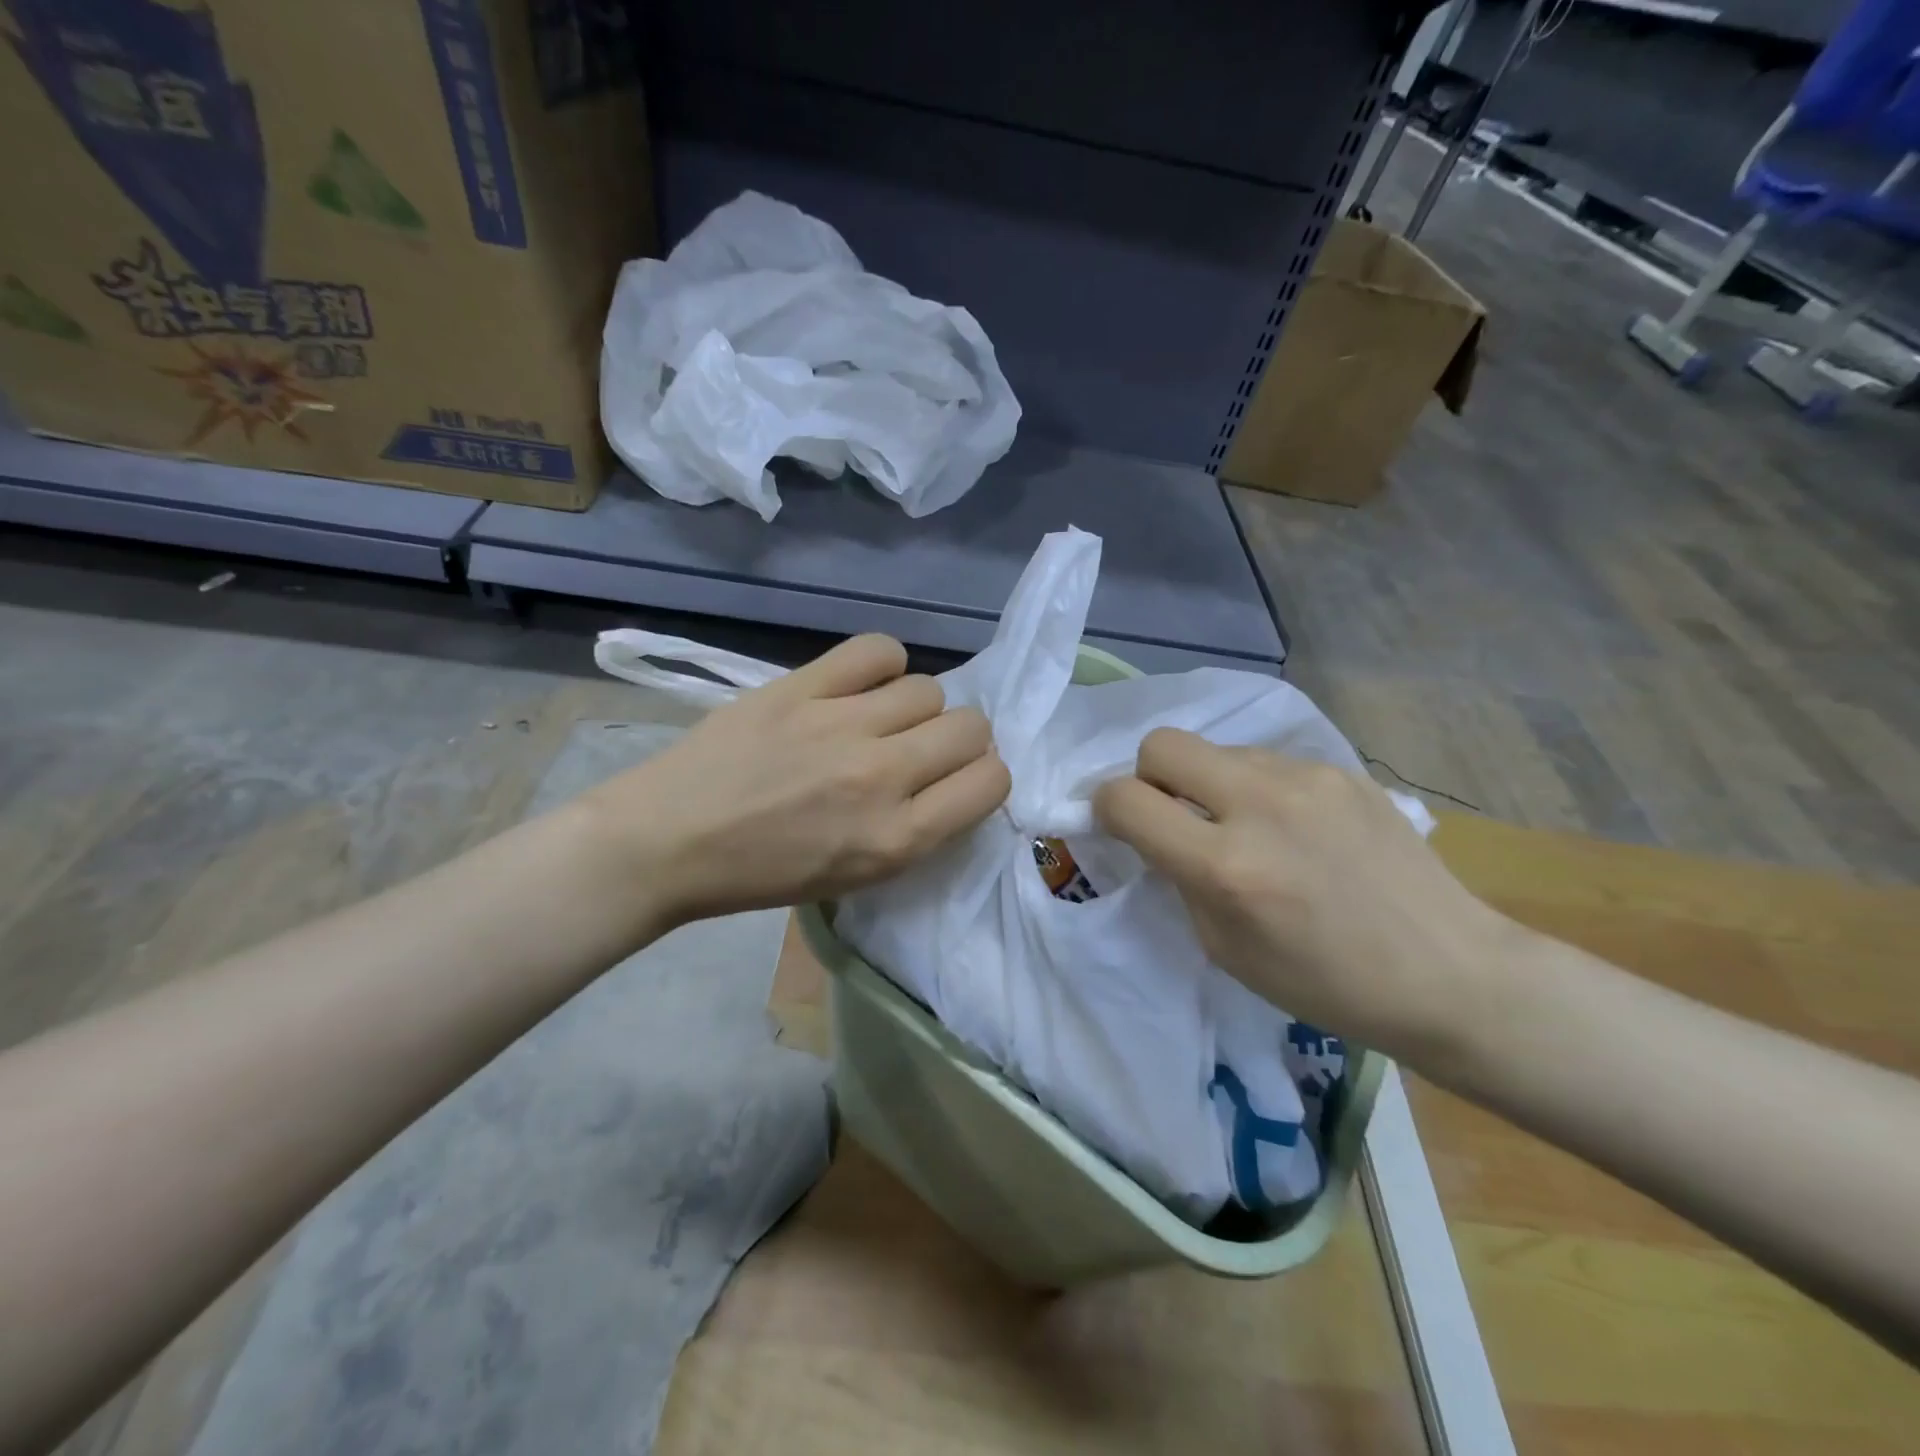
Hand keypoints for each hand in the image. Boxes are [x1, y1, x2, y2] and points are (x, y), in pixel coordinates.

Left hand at [582, 634, 1009, 929]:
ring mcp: (839, 725)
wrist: (668, 843)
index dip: (984, 777)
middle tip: (922, 749)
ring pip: (929, 688)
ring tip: (880, 719)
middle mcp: (881, 777)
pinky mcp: (801, 687)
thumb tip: (953, 777)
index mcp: (896, 839)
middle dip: (960, 740)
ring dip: (916, 707)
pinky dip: (882, 664)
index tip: (958, 779)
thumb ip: (916, 830)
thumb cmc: (763, 873)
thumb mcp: (856, 876)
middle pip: (970, 727)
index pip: (992, 782)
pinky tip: (862, 684)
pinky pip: (877, 650)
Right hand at [1093, 728, 1512, 1056]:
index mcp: (1225, 866)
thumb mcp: (1224, 947)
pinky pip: (1268, 762)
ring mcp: (1306, 779)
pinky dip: (1259, 789)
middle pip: (1162, 743)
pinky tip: (1296, 829)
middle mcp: (1260, 805)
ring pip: (1218, 750)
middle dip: (1150, 776)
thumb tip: (1157, 833)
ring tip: (1249, 828)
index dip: (1106, 808)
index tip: (1120, 825)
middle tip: (1176, 815)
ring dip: (1210, 784)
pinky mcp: (1341, 770)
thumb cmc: (1324, 983)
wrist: (1448, 972)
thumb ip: (1180, 878)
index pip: (1126, 799)